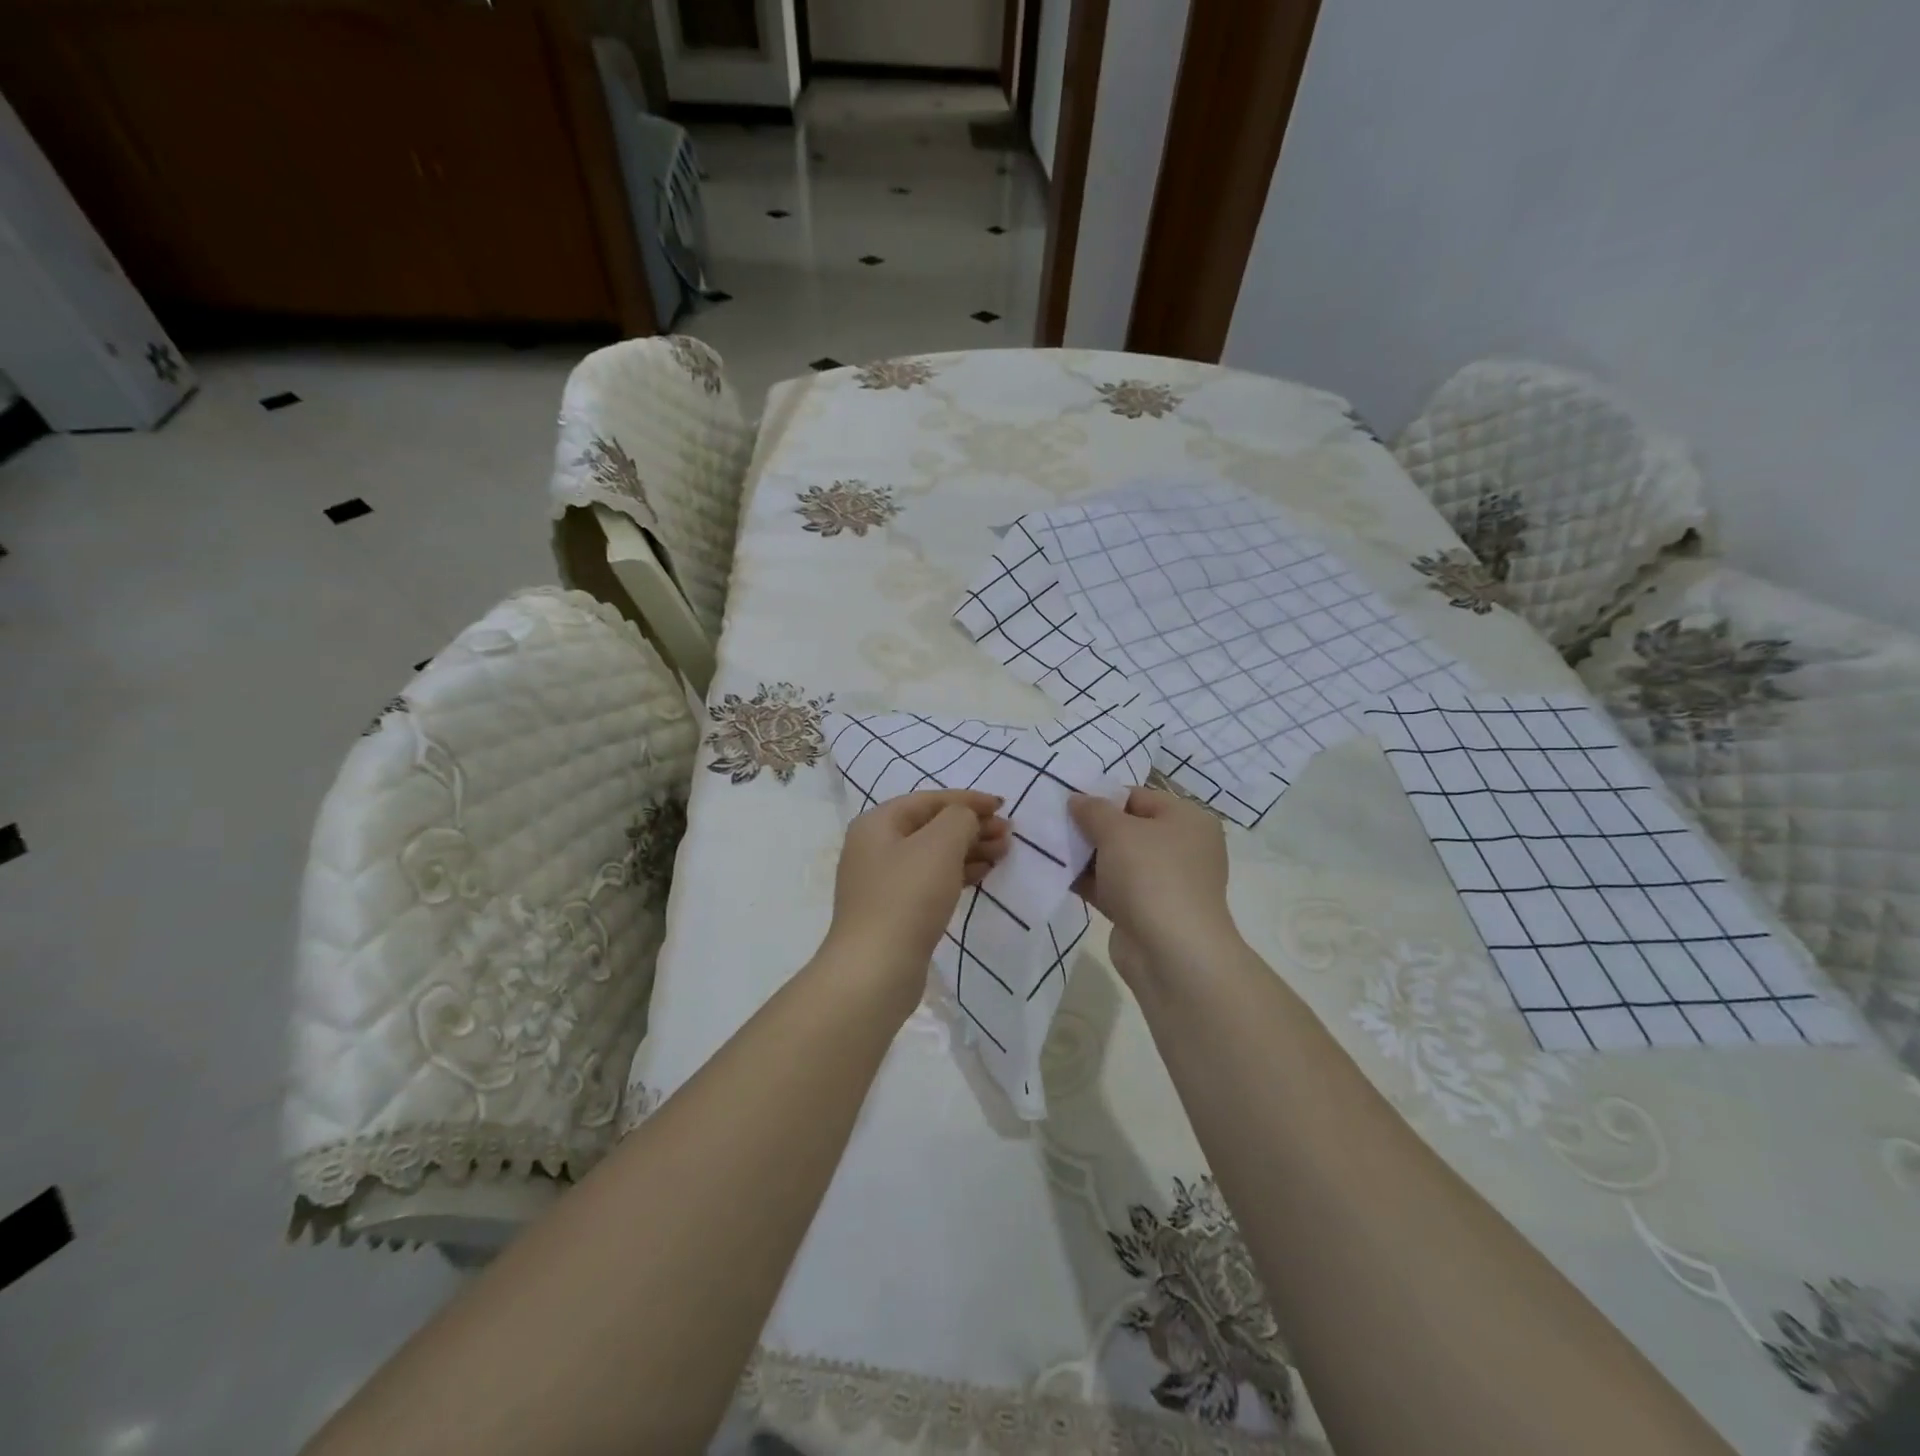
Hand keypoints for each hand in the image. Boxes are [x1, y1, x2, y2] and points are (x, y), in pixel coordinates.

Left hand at [826, 790, 1009, 1001]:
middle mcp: (874, 847)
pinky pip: (930, 880)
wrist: (876, 969)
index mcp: (877, 823)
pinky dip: (957, 873)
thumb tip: (966, 818)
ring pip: (933, 855)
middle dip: (971, 826)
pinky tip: (982, 875)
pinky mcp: (893, 911)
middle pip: (930, 827)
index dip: (968, 800)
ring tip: (1003, 853)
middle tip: (1008, 834)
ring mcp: (882, 882)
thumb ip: (960, 818)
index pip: (929, 800)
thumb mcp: (940, 844)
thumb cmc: (908, 896)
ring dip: (969, 850)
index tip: (1003, 806)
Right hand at [1068, 787, 1237, 989]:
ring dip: (1085, 857)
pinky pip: (1112, 888)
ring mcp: (1165, 883)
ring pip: (1117, 861)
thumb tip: (1077, 799)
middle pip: (1127, 829)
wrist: (1171, 953)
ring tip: (1047, 848)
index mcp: (1187, 820)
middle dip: (1090, 828)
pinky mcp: (1146, 912)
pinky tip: (1056, 876)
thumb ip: (1093, 810)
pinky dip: (1089, 883)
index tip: (1066, 802)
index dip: (1101, 797)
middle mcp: (1182, 848)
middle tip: (1052, 824)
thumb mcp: (1117, 831)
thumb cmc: (1151, 876)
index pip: (1138, 797)